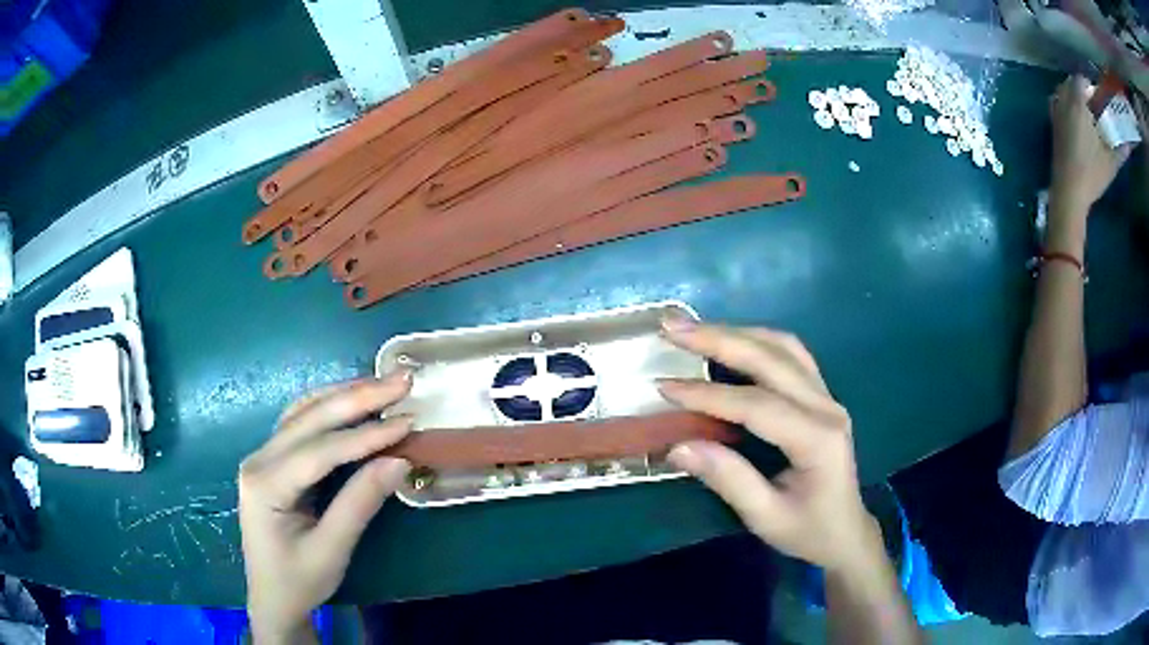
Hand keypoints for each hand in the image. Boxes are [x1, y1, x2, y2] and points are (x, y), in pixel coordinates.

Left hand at [239, 372, 412, 641]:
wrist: (272, 599)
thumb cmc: (298, 581)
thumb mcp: (331, 551)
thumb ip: (360, 504)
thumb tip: (399, 461)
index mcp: (265, 484)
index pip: (320, 449)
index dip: (365, 435)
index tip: (408, 421)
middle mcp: (259, 459)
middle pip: (310, 418)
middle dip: (358, 398)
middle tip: (402, 382)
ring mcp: (263, 456)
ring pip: (304, 412)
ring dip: (345, 395)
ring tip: (384, 384)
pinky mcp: (273, 460)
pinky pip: (301, 423)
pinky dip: (330, 407)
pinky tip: (353, 400)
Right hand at [658, 320, 878, 572]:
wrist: (846, 532)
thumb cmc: (808, 531)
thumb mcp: (766, 517)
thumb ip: (728, 480)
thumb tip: (677, 447)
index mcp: (817, 439)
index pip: (757, 405)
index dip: (708, 395)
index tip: (663, 388)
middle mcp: (826, 406)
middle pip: (771, 358)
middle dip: (718, 339)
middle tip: (671, 328)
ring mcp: (827, 396)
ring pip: (782, 346)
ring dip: (736, 332)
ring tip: (693, 329)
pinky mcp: (821, 395)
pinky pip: (789, 354)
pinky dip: (755, 341)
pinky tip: (730, 341)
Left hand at [1049, 75, 1129, 222]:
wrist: (1069, 191)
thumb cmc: (1092, 174)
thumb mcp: (1111, 163)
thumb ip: (1120, 151)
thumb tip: (1128, 145)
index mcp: (1077, 104)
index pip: (1079, 80)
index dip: (1088, 84)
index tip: (1098, 95)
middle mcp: (1063, 101)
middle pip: (1070, 83)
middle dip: (1082, 89)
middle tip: (1095, 104)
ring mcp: (1056, 111)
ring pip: (1063, 91)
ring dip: (1073, 94)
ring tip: (1087, 110)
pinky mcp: (1052, 124)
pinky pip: (1057, 102)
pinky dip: (1066, 103)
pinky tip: (1076, 118)